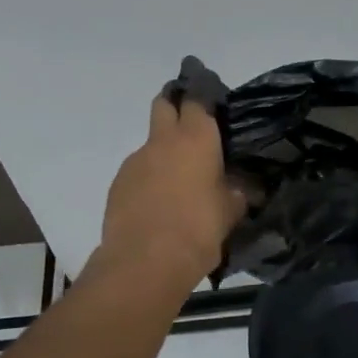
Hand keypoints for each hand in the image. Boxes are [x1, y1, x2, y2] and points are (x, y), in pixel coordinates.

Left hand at [99, 96, 245, 286]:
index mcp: (196, 138)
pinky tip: (158, 204)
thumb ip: (235, 192)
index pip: (197, 98)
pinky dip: (148, 178)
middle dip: (174, 105)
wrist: (144, 262)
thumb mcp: (230, 212)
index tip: (211, 100)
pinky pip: (138, 171)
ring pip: (150, 142)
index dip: (203, 95)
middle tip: (189, 124)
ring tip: (178, 181)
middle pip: (163, 104)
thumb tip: (240, 187)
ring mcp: (135, 160)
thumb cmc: (198, 230)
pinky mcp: (117, 184)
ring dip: (162, 151)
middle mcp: (163, 140)